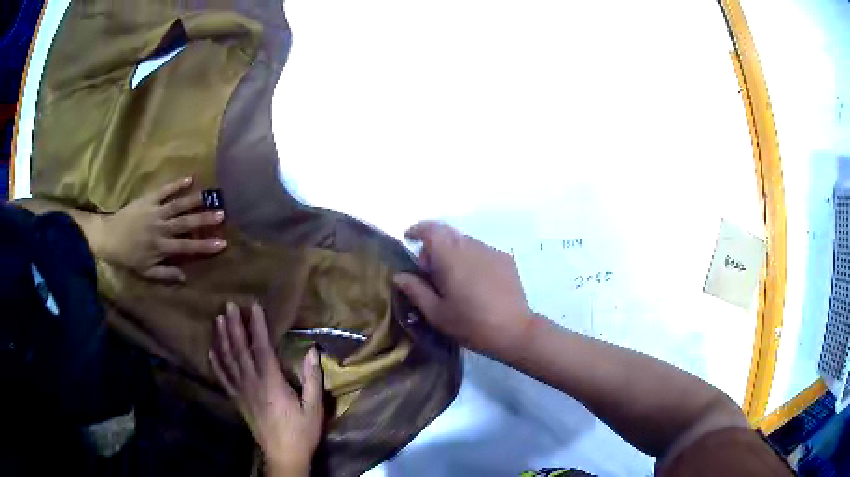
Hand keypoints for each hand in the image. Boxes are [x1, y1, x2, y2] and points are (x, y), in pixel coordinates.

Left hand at [96, 177, 225, 282]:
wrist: (109, 237)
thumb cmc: (128, 257)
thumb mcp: (145, 272)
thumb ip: (165, 274)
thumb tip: (185, 277)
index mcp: (161, 247)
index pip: (187, 247)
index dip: (204, 246)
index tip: (222, 243)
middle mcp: (161, 228)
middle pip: (185, 224)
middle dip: (204, 219)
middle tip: (222, 214)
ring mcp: (155, 211)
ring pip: (178, 205)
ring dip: (194, 201)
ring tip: (211, 195)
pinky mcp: (149, 199)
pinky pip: (164, 190)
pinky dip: (176, 184)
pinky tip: (189, 179)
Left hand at [209, 302, 323, 476]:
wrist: (283, 455)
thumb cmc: (301, 432)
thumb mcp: (314, 407)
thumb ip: (313, 379)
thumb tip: (312, 350)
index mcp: (271, 382)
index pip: (262, 348)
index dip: (257, 326)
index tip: (254, 306)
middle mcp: (252, 383)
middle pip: (240, 350)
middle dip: (235, 326)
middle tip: (229, 305)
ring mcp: (241, 392)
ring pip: (228, 361)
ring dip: (222, 339)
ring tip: (219, 320)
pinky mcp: (237, 401)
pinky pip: (224, 379)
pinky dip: (216, 364)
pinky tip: (211, 352)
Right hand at [393, 221, 540, 359]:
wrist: (514, 330)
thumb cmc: (471, 324)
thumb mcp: (437, 313)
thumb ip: (416, 290)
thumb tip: (400, 275)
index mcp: (451, 257)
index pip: (431, 229)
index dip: (417, 230)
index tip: (409, 239)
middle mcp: (471, 246)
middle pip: (447, 234)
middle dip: (434, 246)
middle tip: (430, 272)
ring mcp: (491, 251)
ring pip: (465, 242)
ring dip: (453, 253)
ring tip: (453, 280)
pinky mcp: (505, 259)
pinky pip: (481, 251)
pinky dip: (471, 259)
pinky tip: (475, 283)